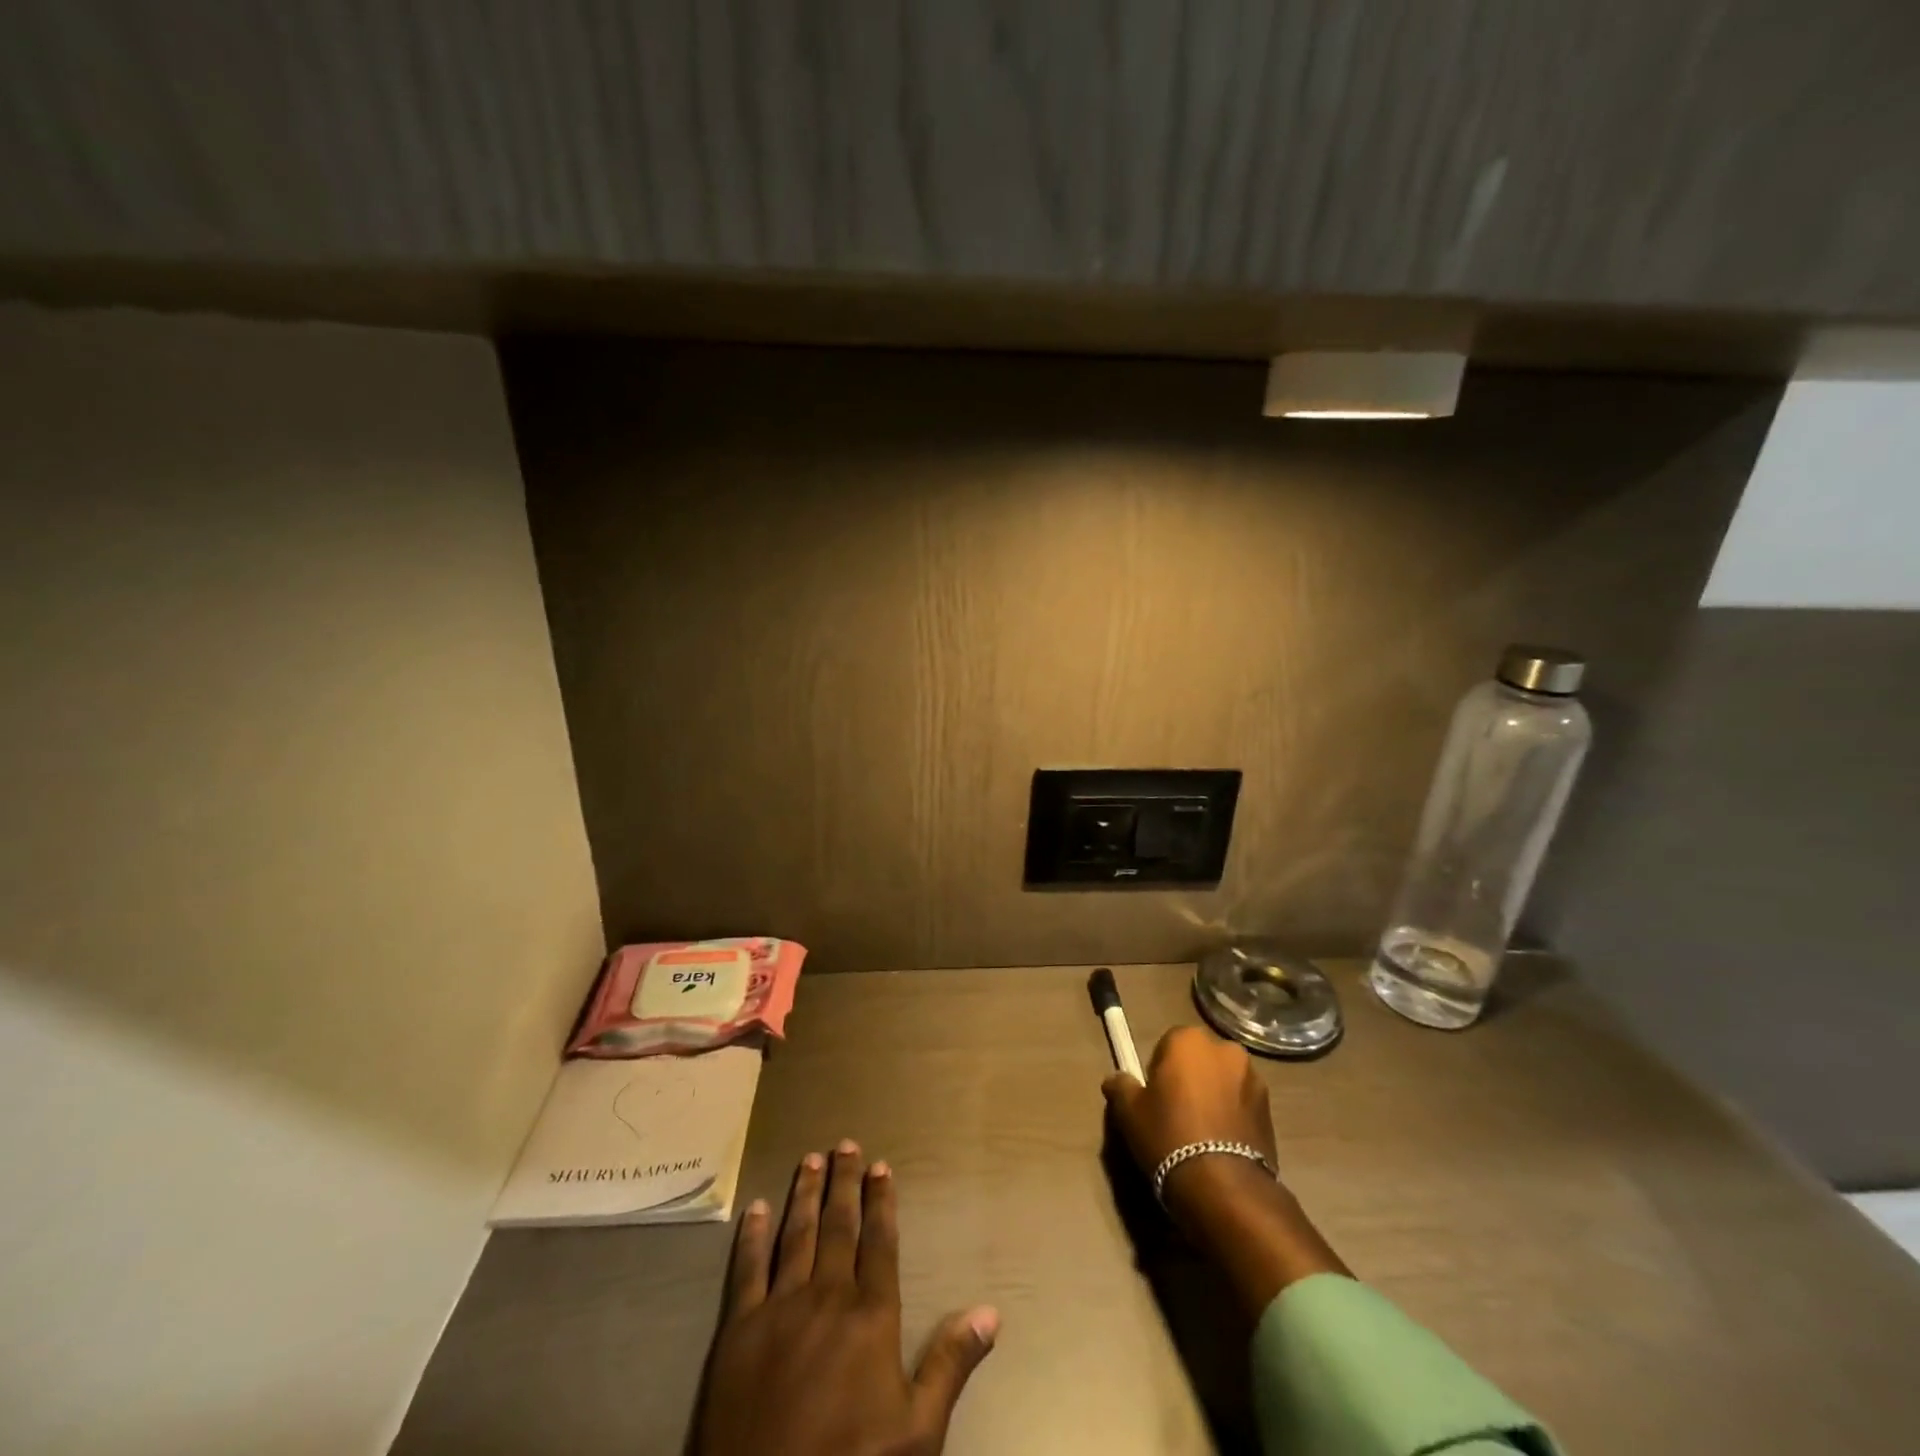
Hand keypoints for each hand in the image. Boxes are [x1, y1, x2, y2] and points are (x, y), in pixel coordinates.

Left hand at [695, 1141, 998, 1455]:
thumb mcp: (918, 1431)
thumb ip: (951, 1363)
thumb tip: (991, 1310)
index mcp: (871, 1315)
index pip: (880, 1241)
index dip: (882, 1201)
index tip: (881, 1166)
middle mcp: (827, 1295)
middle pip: (838, 1225)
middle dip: (843, 1183)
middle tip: (845, 1145)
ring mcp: (779, 1308)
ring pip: (796, 1234)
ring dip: (804, 1194)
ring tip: (810, 1160)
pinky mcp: (737, 1329)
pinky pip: (747, 1269)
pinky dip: (751, 1236)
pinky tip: (754, 1209)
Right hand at [1103, 1027, 1346, 1313]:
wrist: (1224, 1186)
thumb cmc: (1169, 1136)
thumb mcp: (1130, 1112)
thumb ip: (1121, 1087)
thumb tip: (1115, 1079)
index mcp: (1188, 1039)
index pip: (1167, 1044)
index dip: (1159, 1071)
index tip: (1155, 1097)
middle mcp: (1225, 1049)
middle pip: (1199, 1059)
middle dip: (1190, 1078)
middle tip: (1176, 1113)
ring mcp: (1253, 1078)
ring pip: (1223, 1081)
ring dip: (1214, 1096)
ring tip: (1202, 1133)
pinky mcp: (1270, 1109)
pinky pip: (1242, 1104)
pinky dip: (1233, 1115)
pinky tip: (1221, 1144)